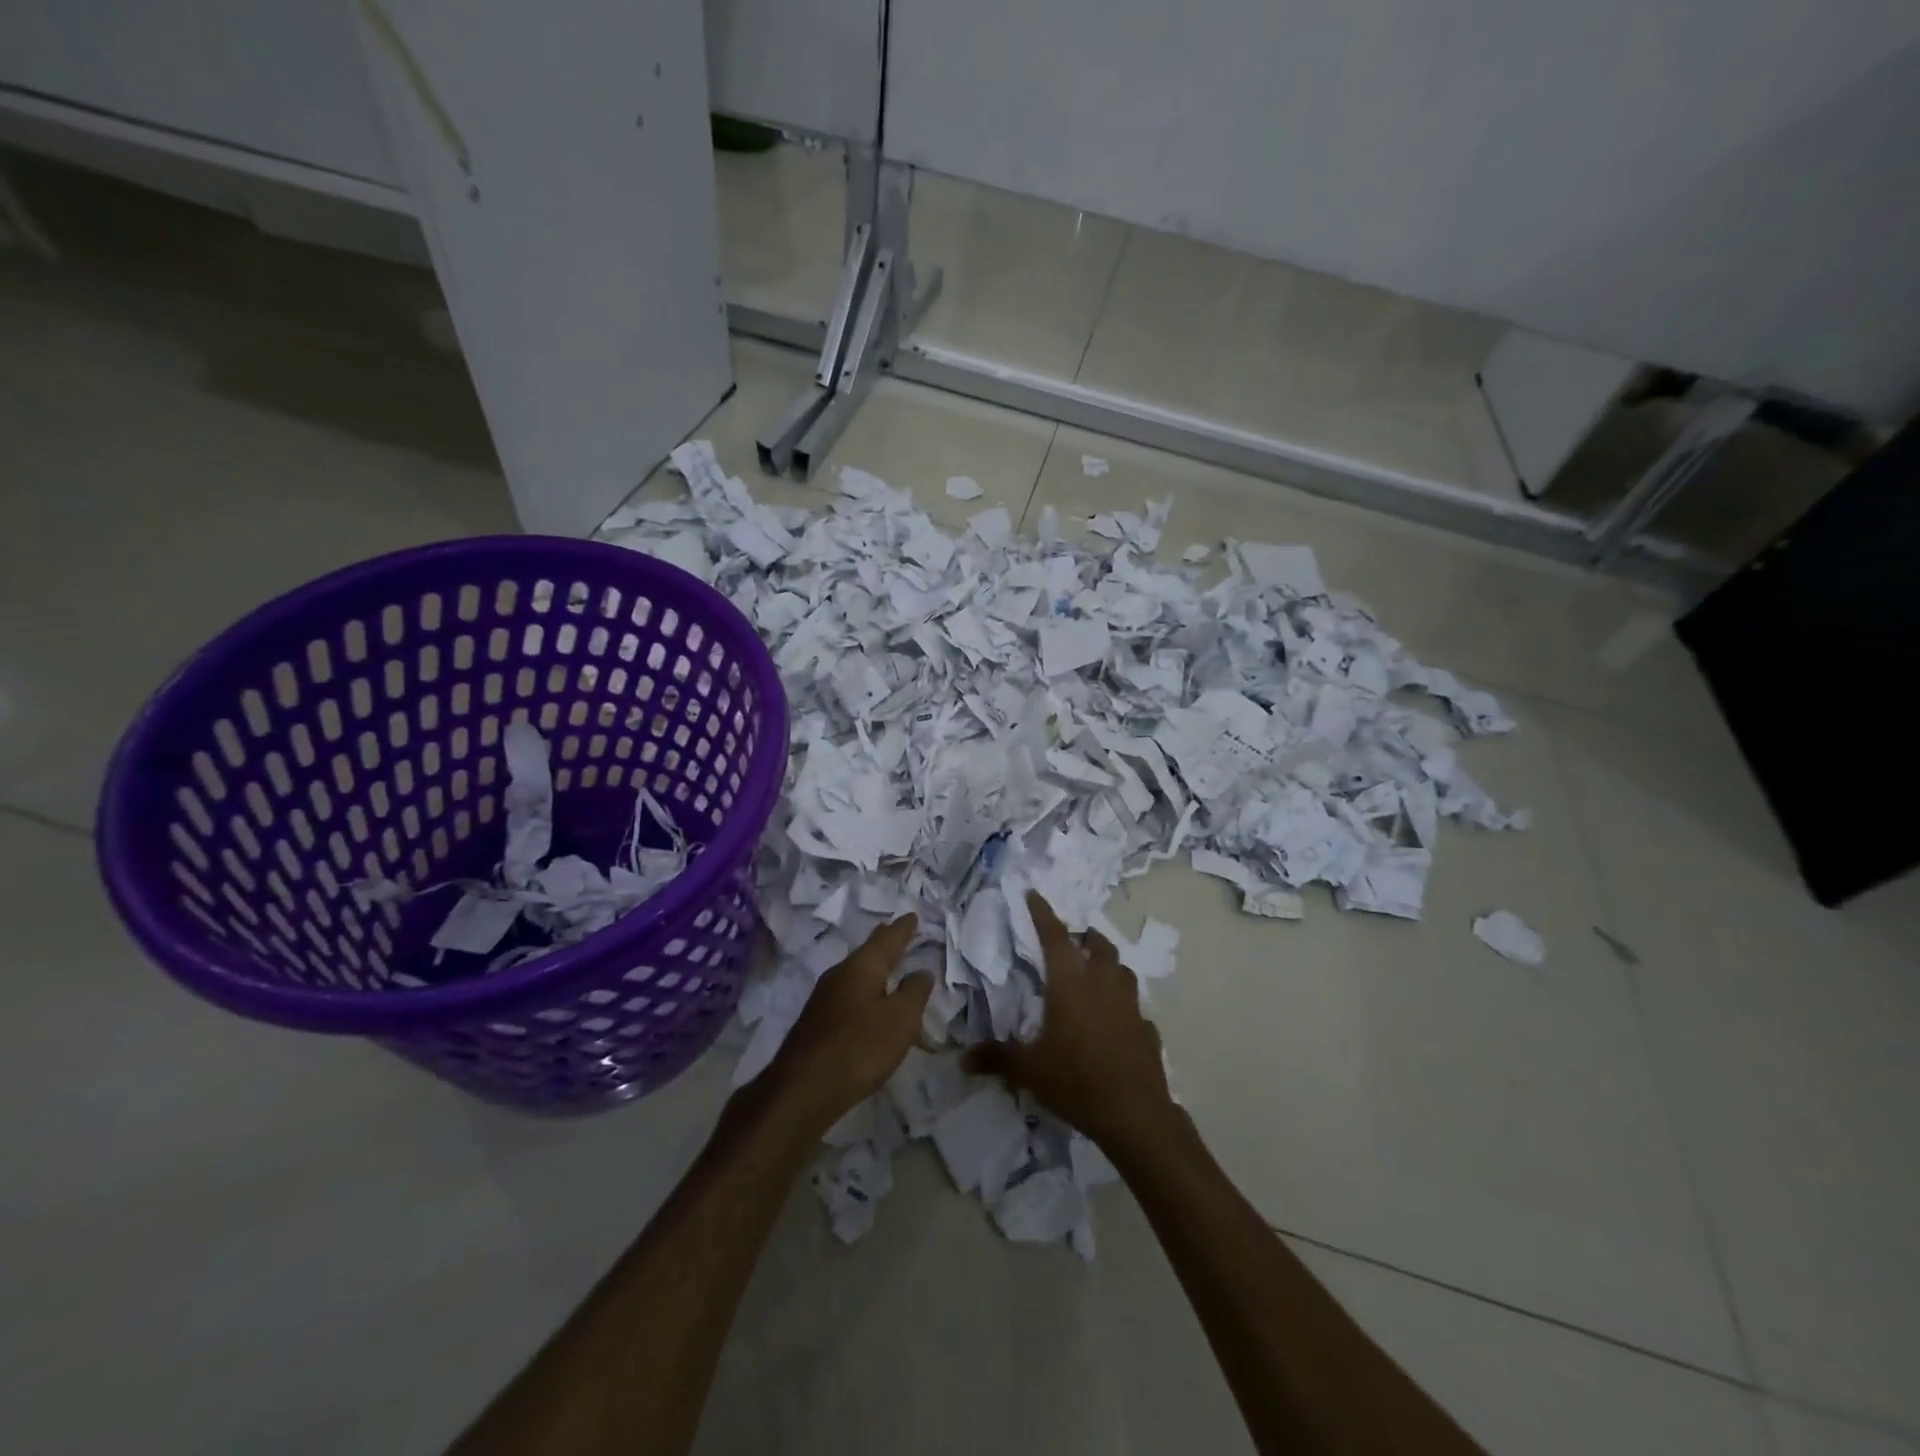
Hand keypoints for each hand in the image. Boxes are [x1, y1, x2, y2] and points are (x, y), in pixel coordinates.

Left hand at [764, 916, 932, 1135]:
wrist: (803, 1088)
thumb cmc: (860, 1047)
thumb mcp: (900, 1019)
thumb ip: (914, 992)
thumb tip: (921, 971)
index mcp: (862, 966)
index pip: (888, 939)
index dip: (903, 928)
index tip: (912, 915)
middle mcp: (840, 974)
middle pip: (868, 953)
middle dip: (885, 943)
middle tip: (898, 931)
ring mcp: (824, 998)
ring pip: (856, 974)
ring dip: (874, 968)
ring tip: (888, 966)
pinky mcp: (817, 1023)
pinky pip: (848, 995)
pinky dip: (864, 991)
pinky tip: (867, 1003)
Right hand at [965, 892, 1179, 1153]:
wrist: (1134, 1114)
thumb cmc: (1076, 1080)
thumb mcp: (1029, 1070)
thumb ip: (997, 1058)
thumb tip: (962, 1059)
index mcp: (1070, 985)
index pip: (1055, 937)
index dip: (1043, 913)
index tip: (1034, 894)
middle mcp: (1103, 985)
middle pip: (1099, 946)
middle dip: (1086, 937)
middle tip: (1073, 941)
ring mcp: (1130, 1006)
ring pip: (1122, 971)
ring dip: (1108, 965)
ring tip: (1095, 975)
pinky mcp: (1147, 1030)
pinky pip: (1135, 1008)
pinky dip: (1123, 1006)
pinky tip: (1115, 1022)